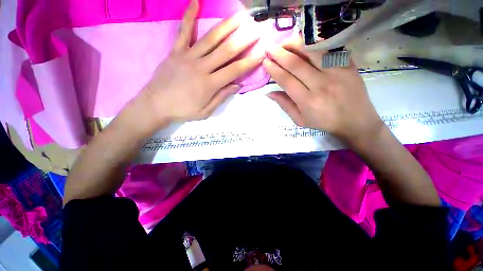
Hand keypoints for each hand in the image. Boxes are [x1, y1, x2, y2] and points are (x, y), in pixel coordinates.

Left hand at [137, 0, 263, 130]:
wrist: (154, 105)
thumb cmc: (182, 111)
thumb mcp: (205, 112)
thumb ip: (221, 97)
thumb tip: (236, 86)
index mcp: (209, 84)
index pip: (234, 70)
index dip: (249, 62)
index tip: (261, 53)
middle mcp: (201, 67)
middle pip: (226, 51)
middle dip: (244, 39)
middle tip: (256, 29)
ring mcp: (187, 56)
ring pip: (210, 38)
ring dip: (226, 26)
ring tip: (239, 16)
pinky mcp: (175, 51)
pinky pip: (183, 31)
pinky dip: (189, 16)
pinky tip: (195, 2)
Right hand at [263, 36, 384, 144]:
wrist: (356, 120)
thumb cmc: (325, 122)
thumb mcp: (300, 120)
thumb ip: (285, 105)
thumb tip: (269, 93)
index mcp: (307, 101)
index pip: (286, 80)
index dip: (274, 69)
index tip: (265, 62)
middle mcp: (320, 84)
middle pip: (296, 64)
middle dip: (279, 53)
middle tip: (268, 47)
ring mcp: (336, 72)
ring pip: (311, 52)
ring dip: (294, 44)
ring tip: (283, 42)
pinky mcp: (347, 65)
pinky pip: (328, 50)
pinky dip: (313, 44)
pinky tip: (303, 43)